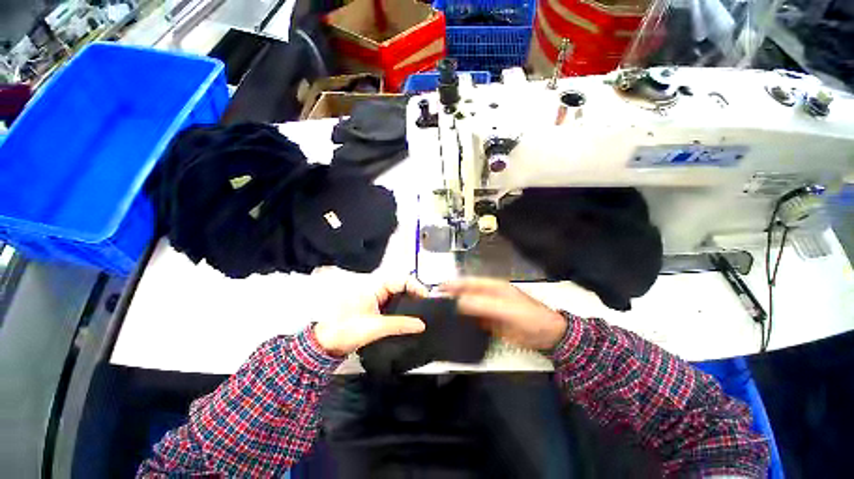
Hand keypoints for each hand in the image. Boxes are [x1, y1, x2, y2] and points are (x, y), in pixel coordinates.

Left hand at [313, 277, 427, 356]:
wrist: (326, 344)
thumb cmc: (346, 329)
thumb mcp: (375, 327)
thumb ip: (400, 324)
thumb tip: (421, 324)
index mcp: (376, 286)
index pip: (402, 280)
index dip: (416, 287)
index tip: (426, 298)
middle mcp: (377, 290)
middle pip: (402, 287)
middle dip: (415, 295)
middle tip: (427, 307)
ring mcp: (376, 299)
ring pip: (399, 297)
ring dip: (410, 303)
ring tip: (422, 313)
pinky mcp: (376, 309)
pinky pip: (394, 306)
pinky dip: (403, 311)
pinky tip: (409, 320)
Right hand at [438, 278, 566, 350]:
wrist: (548, 337)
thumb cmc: (528, 317)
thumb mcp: (505, 309)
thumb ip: (481, 304)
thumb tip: (457, 302)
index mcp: (492, 287)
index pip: (468, 282)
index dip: (453, 285)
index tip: (437, 289)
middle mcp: (488, 296)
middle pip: (466, 294)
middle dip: (451, 297)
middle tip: (434, 304)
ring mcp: (489, 310)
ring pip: (468, 307)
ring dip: (456, 310)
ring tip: (439, 316)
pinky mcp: (490, 323)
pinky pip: (474, 320)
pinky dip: (464, 322)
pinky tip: (454, 327)